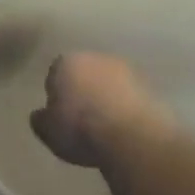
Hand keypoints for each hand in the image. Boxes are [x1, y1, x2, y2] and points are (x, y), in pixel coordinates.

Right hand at [30, 52, 171, 167]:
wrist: (134, 137)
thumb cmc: (81, 128)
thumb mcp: (47, 131)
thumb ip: (41, 120)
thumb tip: (42, 115)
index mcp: (67, 62)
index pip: (55, 73)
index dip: (57, 94)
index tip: (60, 115)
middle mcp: (98, 58)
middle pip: (86, 74)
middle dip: (84, 91)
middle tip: (83, 120)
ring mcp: (129, 70)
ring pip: (111, 84)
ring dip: (108, 99)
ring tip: (107, 128)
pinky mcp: (153, 87)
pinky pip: (132, 98)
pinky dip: (128, 109)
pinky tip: (126, 130)